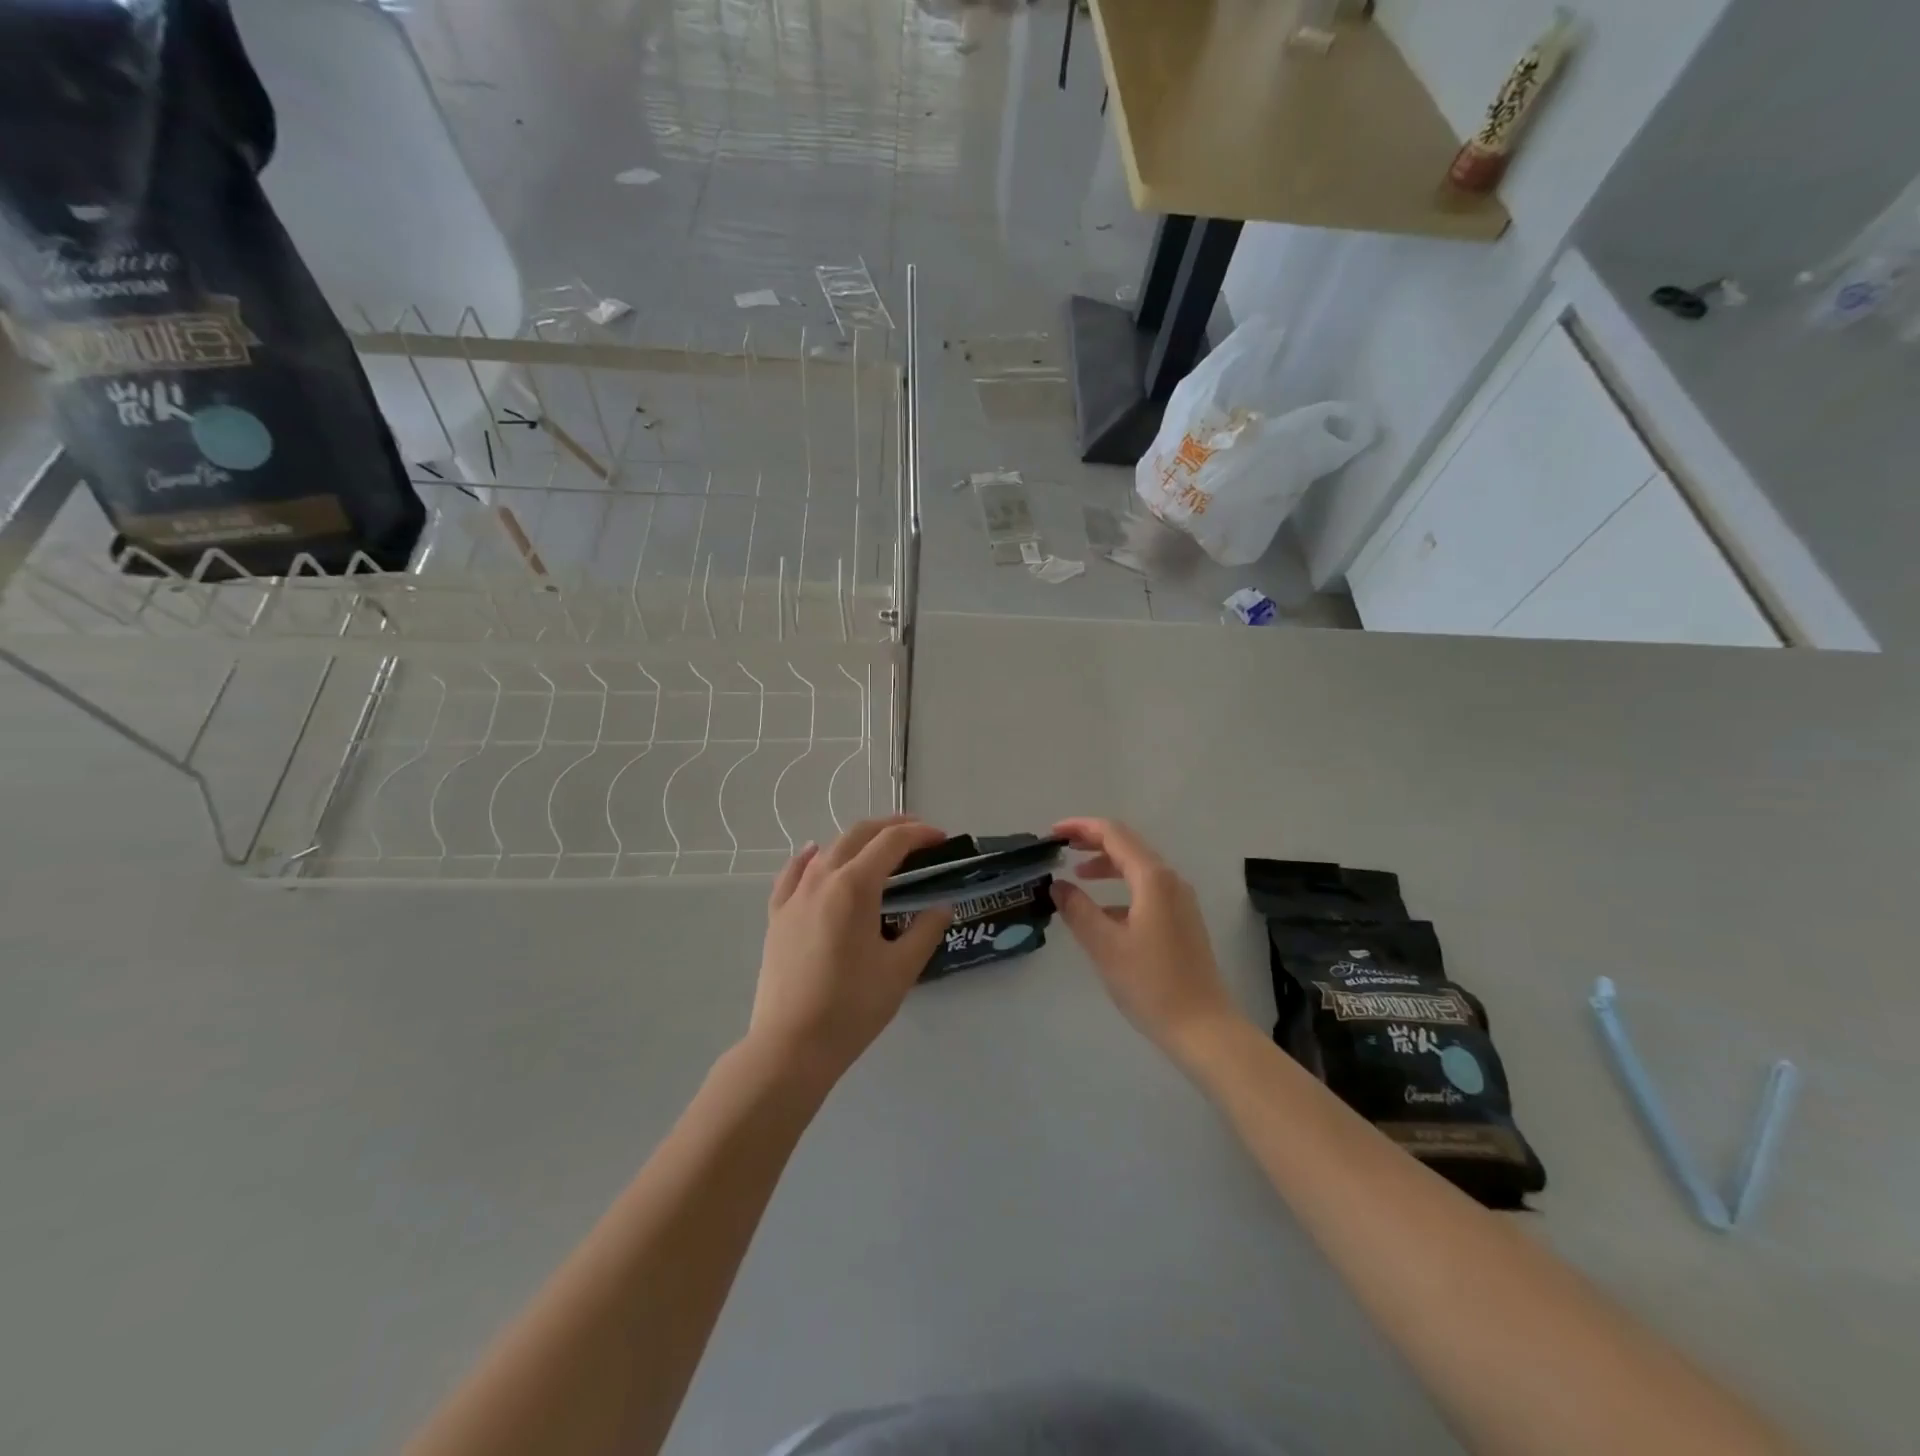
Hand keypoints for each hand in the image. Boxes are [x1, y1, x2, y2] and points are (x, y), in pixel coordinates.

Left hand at [750, 816, 953, 1079]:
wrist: (792, 1045)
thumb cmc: (852, 1007)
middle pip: (858, 835)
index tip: (942, 838)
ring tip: (879, 847)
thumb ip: (925, 930)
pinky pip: (794, 873)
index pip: (892, 843)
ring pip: (828, 850)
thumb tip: (942, 907)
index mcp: (855, 886)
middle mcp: (822, 879)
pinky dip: (811, 857)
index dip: (920, 834)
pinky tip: (816, 854)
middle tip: (918, 833)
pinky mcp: (777, 916)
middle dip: (891, 826)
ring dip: (858, 840)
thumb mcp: (901, 970)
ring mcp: (795, 896)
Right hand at [1049, 818, 1245, 1062]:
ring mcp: (1180, 901)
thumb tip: (1057, 885)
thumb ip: (1077, 909)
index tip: (1052, 834)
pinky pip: (1147, 889)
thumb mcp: (1104, 946)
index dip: (1081, 828)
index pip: (1113, 834)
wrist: (1203, 1028)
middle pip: (1128, 845)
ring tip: (1076, 876)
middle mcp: (1170, 881)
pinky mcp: (1182, 920)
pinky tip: (1103, 912)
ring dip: (1106, 865)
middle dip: (1093, 842)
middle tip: (1060, 848)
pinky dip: (1121, 888)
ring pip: (1138, 868)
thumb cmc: (1151, 984)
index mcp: (1153, 879)